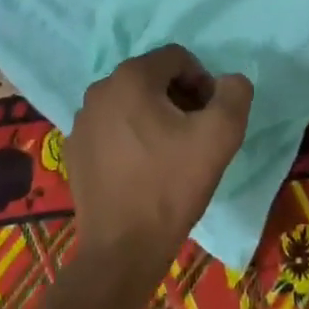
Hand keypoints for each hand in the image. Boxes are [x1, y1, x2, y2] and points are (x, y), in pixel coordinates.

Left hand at [69, 46, 252, 276]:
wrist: (123, 250)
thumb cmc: (171, 186)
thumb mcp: (221, 136)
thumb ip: (234, 94)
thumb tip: (229, 82)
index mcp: (131, 77)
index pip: (178, 58)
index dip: (203, 82)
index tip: (210, 117)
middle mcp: (100, 89)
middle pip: (153, 78)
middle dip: (179, 98)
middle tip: (195, 135)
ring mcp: (81, 120)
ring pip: (130, 102)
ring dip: (155, 117)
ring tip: (170, 154)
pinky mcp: (73, 149)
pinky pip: (111, 127)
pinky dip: (131, 136)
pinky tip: (143, 169)